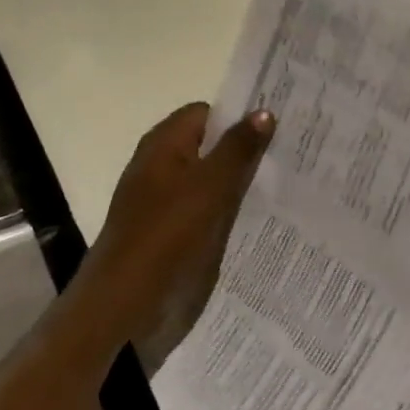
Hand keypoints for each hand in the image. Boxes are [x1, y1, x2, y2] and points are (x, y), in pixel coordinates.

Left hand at [84, 105, 273, 363]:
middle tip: (286, 158)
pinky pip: (197, 205)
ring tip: (278, 188)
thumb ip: (238, 149)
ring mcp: (158, 195)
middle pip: (207, 144)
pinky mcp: (162, 226)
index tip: (276, 130)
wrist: (123, 298)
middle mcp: (158, 161)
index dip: (238, 118)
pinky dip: (220, 208)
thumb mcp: (210, 187)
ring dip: (234, 182)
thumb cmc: (167, 233)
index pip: (207, 113)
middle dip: (242, 150)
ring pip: (204, 177)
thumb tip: (264, 111)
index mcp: (164, 141)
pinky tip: (248, 220)